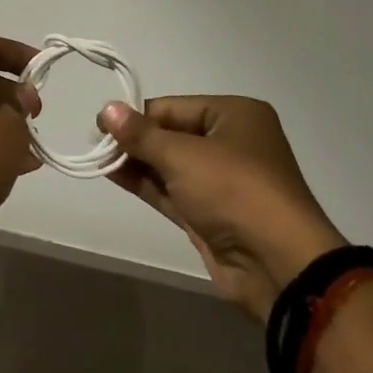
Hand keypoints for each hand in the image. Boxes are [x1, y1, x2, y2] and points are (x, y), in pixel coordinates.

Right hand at [101, 95, 346, 319]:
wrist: (278, 266)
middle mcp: (231, 143)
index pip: (173, 107)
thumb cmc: (234, 190)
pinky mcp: (211, 214)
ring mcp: (222, 181)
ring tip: (97, 157)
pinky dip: (145, 182)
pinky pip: (172, 190)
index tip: (101, 123)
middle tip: (95, 142)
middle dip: (135, 139)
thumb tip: (106, 109)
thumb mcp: (183, 155)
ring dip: (136, 161)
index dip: (136, 115)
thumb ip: (141, 134)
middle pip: (171, 134)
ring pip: (170, 164)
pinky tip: (113, 173)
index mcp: (235, 115)